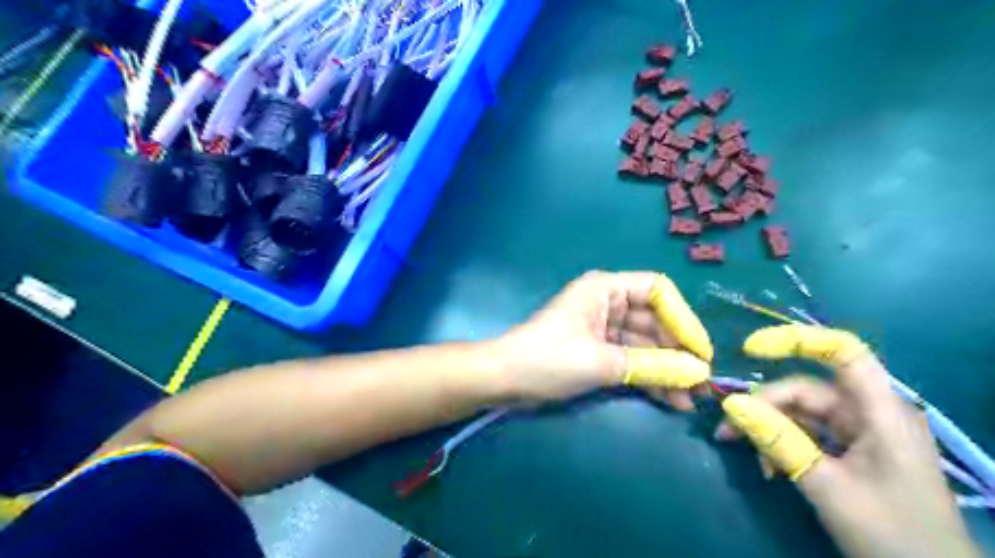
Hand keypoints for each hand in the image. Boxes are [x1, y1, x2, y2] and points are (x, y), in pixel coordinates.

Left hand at [488, 271, 707, 404]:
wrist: (505, 380)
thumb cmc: (549, 359)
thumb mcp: (603, 361)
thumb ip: (653, 365)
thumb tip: (698, 374)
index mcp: (606, 289)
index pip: (658, 290)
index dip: (683, 318)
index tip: (700, 351)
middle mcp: (608, 302)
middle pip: (656, 321)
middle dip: (678, 352)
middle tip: (701, 384)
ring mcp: (604, 328)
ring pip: (646, 344)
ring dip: (667, 370)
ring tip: (690, 399)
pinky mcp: (599, 350)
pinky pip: (632, 359)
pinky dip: (649, 377)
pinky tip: (671, 399)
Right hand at [717, 327, 978, 557]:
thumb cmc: (891, 534)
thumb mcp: (826, 485)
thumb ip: (778, 441)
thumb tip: (732, 404)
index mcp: (880, 411)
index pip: (842, 352)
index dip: (796, 340)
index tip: (750, 350)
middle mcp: (870, 413)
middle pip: (807, 390)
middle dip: (763, 405)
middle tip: (727, 428)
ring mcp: (862, 433)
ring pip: (802, 414)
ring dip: (768, 428)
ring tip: (738, 447)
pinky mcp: (853, 452)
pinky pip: (808, 434)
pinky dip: (783, 445)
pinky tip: (768, 467)